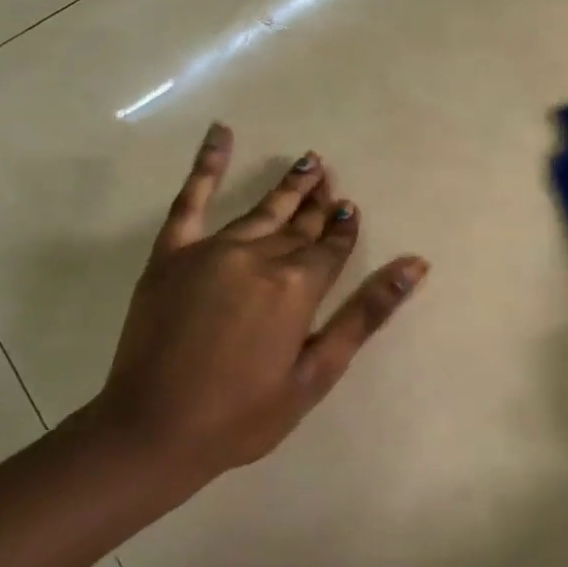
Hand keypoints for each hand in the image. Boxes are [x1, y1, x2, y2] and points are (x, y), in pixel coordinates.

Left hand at [92, 122, 426, 492]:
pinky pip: (192, 200)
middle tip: (332, 178)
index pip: (331, 246)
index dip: (344, 229)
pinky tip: (221, 133)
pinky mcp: (173, 254)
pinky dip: (207, 165)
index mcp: (297, 286)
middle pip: (299, 225)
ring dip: (289, 186)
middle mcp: (260, 256)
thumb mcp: (316, 372)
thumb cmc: (243, 414)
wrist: (151, 433)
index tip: (352, 210)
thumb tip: (415, 265)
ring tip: (310, 162)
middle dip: (320, 203)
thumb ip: (366, 313)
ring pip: (263, 210)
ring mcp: (213, 250)